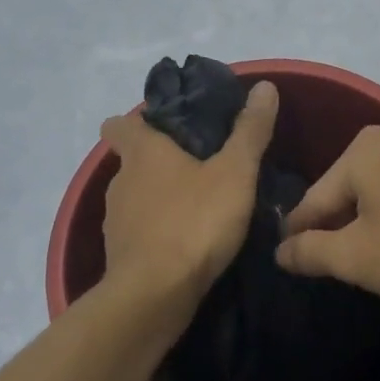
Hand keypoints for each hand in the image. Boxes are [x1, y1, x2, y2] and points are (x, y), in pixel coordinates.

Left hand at [96, 81, 278, 324]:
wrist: (155, 295)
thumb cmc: (194, 222)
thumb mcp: (235, 173)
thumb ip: (249, 131)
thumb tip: (264, 86)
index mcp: (142, 153)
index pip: (119, 124)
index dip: (137, 122)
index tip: (166, 127)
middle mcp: (120, 181)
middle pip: (132, 162)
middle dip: (159, 162)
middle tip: (199, 167)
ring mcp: (115, 221)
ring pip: (136, 198)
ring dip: (159, 199)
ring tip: (197, 207)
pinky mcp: (120, 255)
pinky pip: (139, 232)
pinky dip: (157, 232)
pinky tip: (185, 244)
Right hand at [275, 126, 379, 302]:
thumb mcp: (356, 256)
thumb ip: (310, 251)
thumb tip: (280, 251)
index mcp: (361, 150)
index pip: (315, 198)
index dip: (298, 233)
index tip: (285, 259)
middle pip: (346, 190)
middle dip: (335, 226)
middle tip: (328, 264)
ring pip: (377, 191)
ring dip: (367, 222)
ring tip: (365, 257)